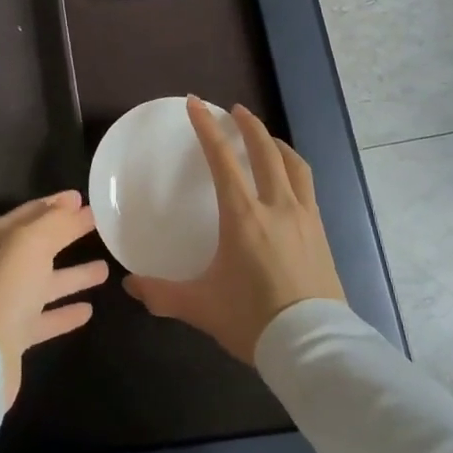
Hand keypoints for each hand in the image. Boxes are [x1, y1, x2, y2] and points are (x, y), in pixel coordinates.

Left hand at [0, 190, 108, 407]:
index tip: (82, 198)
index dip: (56, 204)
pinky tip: (89, 310)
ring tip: (105, 268)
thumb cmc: (5, 287)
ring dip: (73, 275)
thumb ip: (56, 222)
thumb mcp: (31, 241)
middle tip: (98, 226)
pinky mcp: (16, 335)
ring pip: (45, 282)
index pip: (30, 212)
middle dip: (66, 234)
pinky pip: (46, 317)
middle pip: (38, 245)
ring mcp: (6, 302)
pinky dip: (65, 312)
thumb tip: (75, 205)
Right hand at [123, 98, 344, 363]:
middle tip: (235, 110)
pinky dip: (294, 171)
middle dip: (248, 125)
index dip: (207, 127)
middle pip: (265, 151)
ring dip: (277, 144)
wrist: (314, 349)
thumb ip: (162, 293)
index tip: (196, 103)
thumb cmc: (254, 320)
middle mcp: (276, 207)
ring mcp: (305, 219)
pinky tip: (289, 181)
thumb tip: (130, 286)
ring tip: (266, 138)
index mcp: (243, 216)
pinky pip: (308, 189)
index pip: (222, 159)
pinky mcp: (322, 235)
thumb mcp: (201, 307)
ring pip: (294, 166)